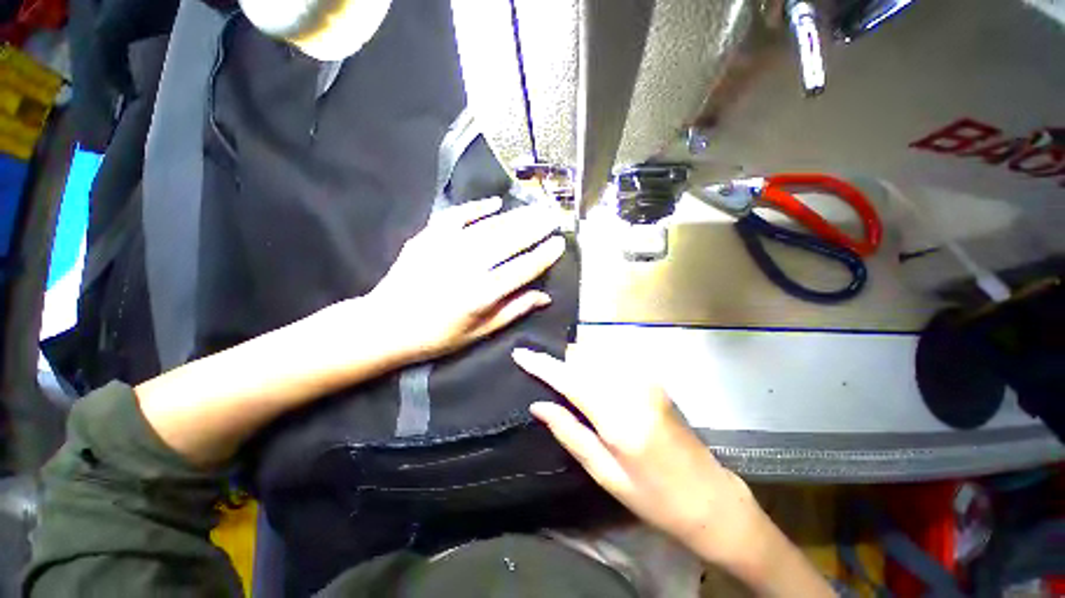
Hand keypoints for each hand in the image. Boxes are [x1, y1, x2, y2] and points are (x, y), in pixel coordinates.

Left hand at [367, 197, 564, 361]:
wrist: (386, 325)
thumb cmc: (437, 336)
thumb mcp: (480, 332)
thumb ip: (514, 311)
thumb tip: (545, 297)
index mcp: (482, 294)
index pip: (523, 269)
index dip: (544, 255)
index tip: (560, 243)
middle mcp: (468, 266)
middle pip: (509, 241)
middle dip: (536, 226)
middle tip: (554, 215)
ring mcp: (446, 248)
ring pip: (489, 227)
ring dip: (515, 216)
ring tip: (535, 208)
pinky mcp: (428, 237)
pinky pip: (457, 216)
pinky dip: (477, 208)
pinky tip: (495, 202)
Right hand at [511, 348, 763, 562]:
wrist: (710, 498)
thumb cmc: (654, 498)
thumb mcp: (605, 474)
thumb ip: (569, 433)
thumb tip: (538, 405)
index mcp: (619, 418)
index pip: (571, 379)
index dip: (543, 365)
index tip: (520, 353)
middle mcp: (634, 388)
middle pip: (585, 357)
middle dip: (560, 358)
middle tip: (540, 364)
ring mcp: (648, 379)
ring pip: (599, 353)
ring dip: (576, 357)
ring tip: (560, 369)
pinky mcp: (654, 379)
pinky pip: (614, 358)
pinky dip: (595, 360)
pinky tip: (588, 372)